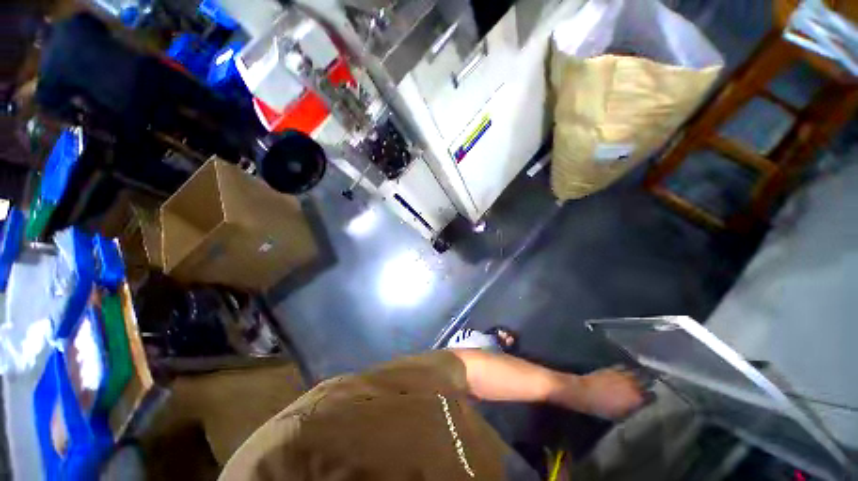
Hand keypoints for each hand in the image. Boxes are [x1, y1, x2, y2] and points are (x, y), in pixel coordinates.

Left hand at [577, 368, 646, 419]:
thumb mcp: (622, 415)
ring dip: (639, 374)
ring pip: (636, 372)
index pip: (651, 396)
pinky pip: (624, 367)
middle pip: (646, 381)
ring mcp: (622, 375)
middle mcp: (632, 384)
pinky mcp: (612, 368)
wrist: (586, 393)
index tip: (650, 398)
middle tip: (648, 384)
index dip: (652, 397)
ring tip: (640, 376)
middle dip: (648, 383)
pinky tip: (626, 371)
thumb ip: (633, 409)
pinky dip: (627, 369)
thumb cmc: (603, 409)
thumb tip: (638, 405)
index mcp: (637, 398)